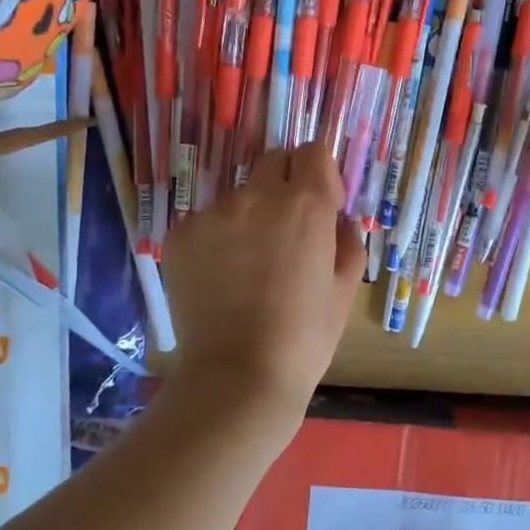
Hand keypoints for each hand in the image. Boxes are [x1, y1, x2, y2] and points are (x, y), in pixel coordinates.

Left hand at [162, 144, 366, 406]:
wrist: (239, 376)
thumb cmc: (305, 337)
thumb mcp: (344, 290)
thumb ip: (348, 242)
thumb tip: (338, 221)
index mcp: (307, 205)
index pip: (313, 153)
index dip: (319, 175)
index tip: (321, 206)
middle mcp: (258, 196)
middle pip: (273, 161)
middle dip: (285, 183)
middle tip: (285, 229)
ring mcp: (214, 214)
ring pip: (238, 195)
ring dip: (249, 215)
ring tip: (248, 265)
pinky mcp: (182, 235)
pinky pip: (206, 221)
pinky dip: (216, 239)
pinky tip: (221, 278)